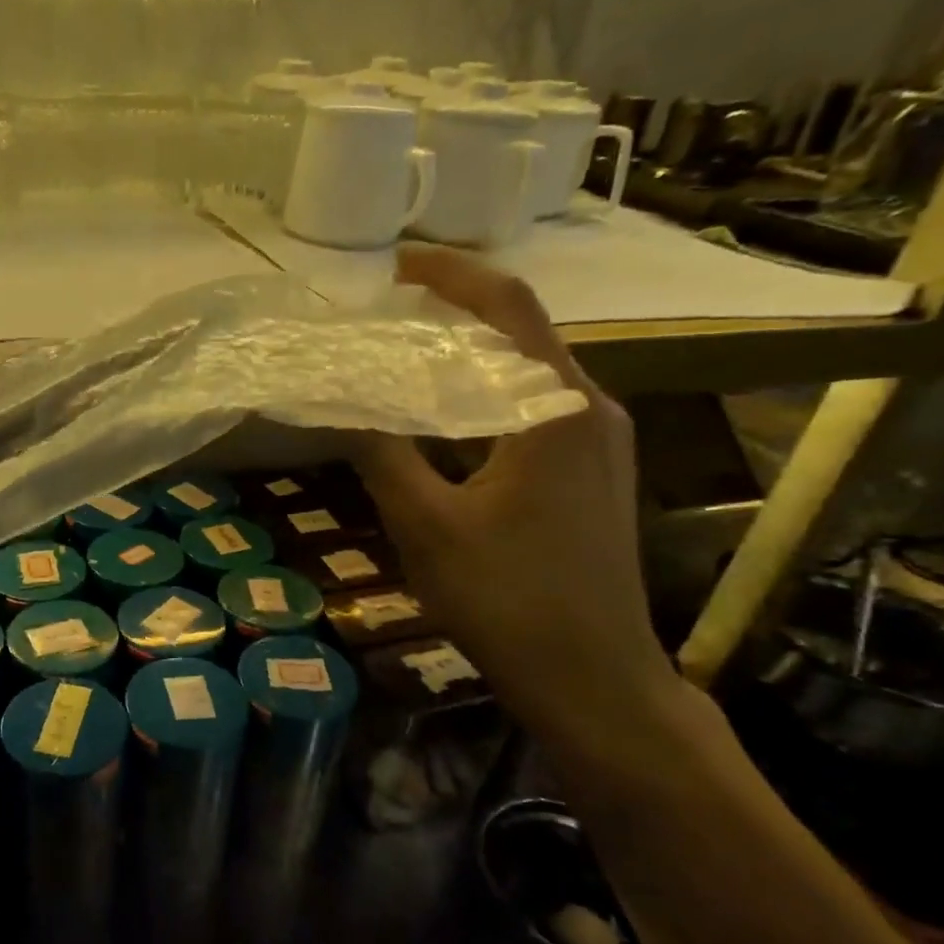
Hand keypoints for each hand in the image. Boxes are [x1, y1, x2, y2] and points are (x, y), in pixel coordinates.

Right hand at [353, 245, 677, 741]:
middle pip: (523, 332)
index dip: (451, 274)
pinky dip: (488, 395)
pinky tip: (448, 419)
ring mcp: (601, 444)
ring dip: (472, 355)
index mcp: (557, 409)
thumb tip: (341, 402)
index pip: (508, 307)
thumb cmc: (508, 600)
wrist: (594, 679)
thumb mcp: (427, 526)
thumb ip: (383, 455)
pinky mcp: (595, 475)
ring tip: (408, 357)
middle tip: (389, 312)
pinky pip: (537, 409)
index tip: (396, 264)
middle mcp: (592, 409)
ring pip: (531, 372)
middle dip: (457, 311)